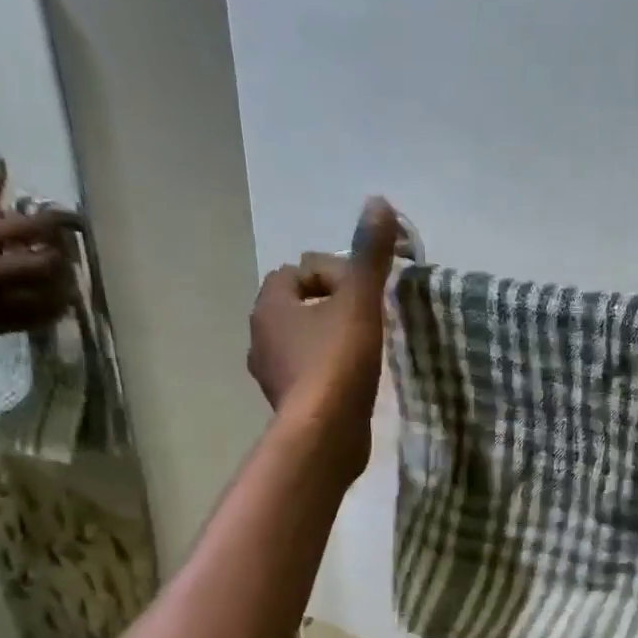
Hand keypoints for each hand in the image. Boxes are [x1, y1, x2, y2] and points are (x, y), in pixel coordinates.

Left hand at [249, 197, 398, 466]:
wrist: (325, 434)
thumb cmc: (337, 362)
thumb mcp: (360, 301)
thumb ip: (369, 255)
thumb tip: (377, 203)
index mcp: (270, 304)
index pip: (298, 271)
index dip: (334, 275)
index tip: (363, 296)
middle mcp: (260, 335)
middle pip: (298, 305)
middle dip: (330, 306)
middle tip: (366, 319)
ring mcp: (271, 373)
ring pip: (301, 341)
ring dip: (327, 339)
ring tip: (362, 349)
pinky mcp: (287, 403)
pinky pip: (307, 372)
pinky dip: (326, 369)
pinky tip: (353, 380)